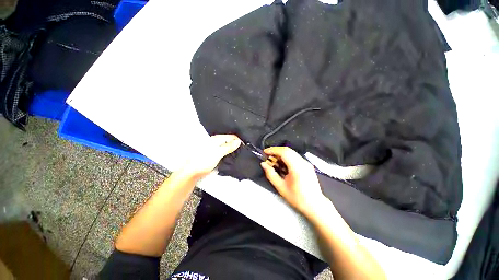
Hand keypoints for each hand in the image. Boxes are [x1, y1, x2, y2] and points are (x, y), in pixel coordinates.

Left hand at [180, 134, 240, 178]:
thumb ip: (228, 147)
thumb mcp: (218, 153)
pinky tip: (231, 155)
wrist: (191, 172)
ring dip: (232, 148)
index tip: (245, 146)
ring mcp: (213, 147)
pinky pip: (223, 149)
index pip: (231, 136)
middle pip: (228, 140)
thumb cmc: (204, 161)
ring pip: (226, 145)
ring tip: (239, 152)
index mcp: (216, 139)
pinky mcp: (212, 153)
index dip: (238, 140)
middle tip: (243, 149)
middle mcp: (214, 141)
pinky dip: (227, 151)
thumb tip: (238, 141)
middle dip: (236, 143)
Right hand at [260, 146, 327, 217]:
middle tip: (268, 156)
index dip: (273, 150)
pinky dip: (286, 157)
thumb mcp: (281, 187)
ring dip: (281, 154)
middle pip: (288, 150)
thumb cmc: (298, 198)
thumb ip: (271, 174)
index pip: (284, 152)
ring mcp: (306, 163)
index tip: (265, 152)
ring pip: (291, 152)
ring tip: (274, 161)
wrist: (315, 205)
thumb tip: (264, 164)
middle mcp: (303, 163)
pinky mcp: (307, 165)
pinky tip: (282, 165)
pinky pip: (295, 156)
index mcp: (297, 168)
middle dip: (276, 151)